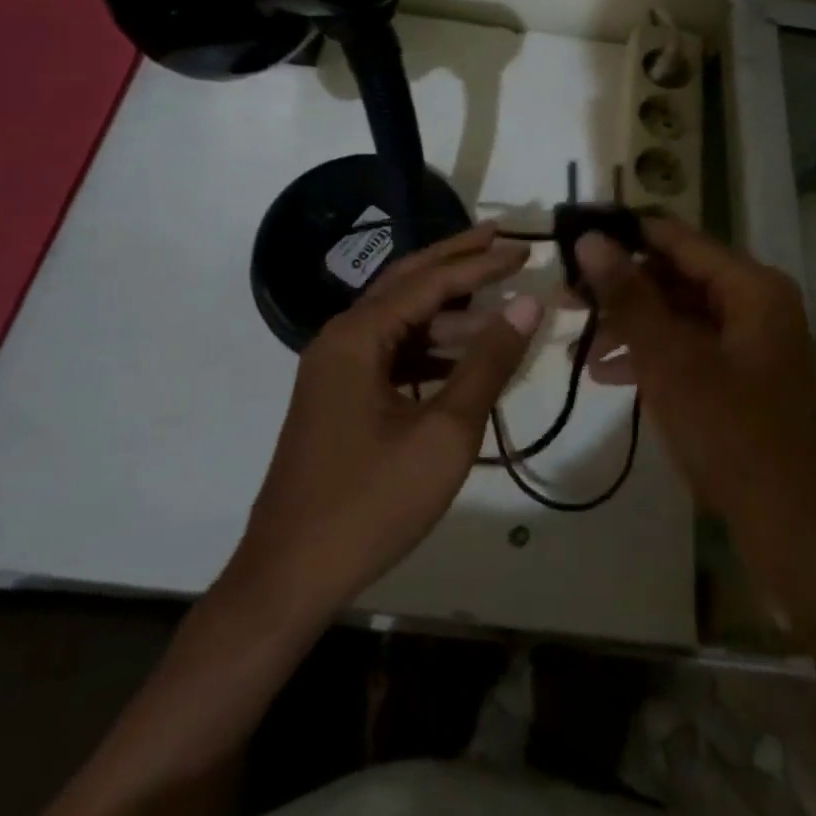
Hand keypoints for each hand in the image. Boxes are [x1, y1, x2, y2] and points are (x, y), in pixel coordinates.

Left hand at [232, 224, 542, 615]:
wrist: (288, 577)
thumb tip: (528, 302)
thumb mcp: (444, 433)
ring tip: (497, 307)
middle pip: (407, 283)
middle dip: (456, 261)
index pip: (429, 281)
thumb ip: (488, 362)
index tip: (524, 248)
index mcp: (358, 336)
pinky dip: (429, 350)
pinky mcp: (339, 398)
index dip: (481, 263)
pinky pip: (391, 355)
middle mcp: (341, 339)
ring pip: (400, 321)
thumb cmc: (371, 502)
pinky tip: (464, 361)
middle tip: (501, 239)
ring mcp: (335, 369)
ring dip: (447, 312)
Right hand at [575, 220, 815, 572]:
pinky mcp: (742, 377)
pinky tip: (606, 373)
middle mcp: (755, 303)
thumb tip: (590, 239)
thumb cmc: (733, 437)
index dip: (622, 234)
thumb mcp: (671, 362)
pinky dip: (650, 355)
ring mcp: (750, 342)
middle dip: (619, 288)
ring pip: (678, 314)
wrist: (796, 533)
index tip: (571, 238)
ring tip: (576, 345)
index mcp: (751, 287)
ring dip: (629, 326)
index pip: (675, 237)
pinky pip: (689, 348)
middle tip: (563, 299)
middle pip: (676, 276)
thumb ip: (628, 297)